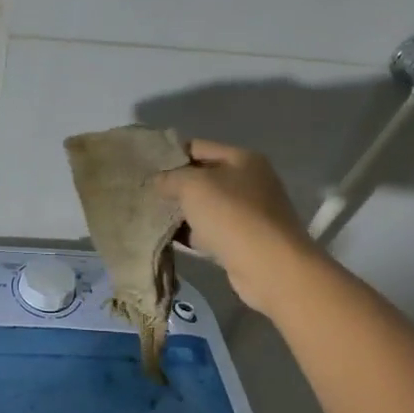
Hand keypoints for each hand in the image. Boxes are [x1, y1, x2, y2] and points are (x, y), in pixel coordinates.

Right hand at [152, 139, 316, 312]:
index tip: (144, 167)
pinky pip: (210, 231)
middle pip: (202, 177)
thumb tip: (158, 181)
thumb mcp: (193, 186)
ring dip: (181, 212)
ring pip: (205, 206)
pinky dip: (192, 234)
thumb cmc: (231, 215)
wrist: (268, 266)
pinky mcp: (243, 240)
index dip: (170, 154)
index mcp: (242, 159)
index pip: (198, 147)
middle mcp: (249, 181)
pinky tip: (168, 239)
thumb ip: (171, 178)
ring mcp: (248, 212)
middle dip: (174, 185)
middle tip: (144, 193)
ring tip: (150, 216)